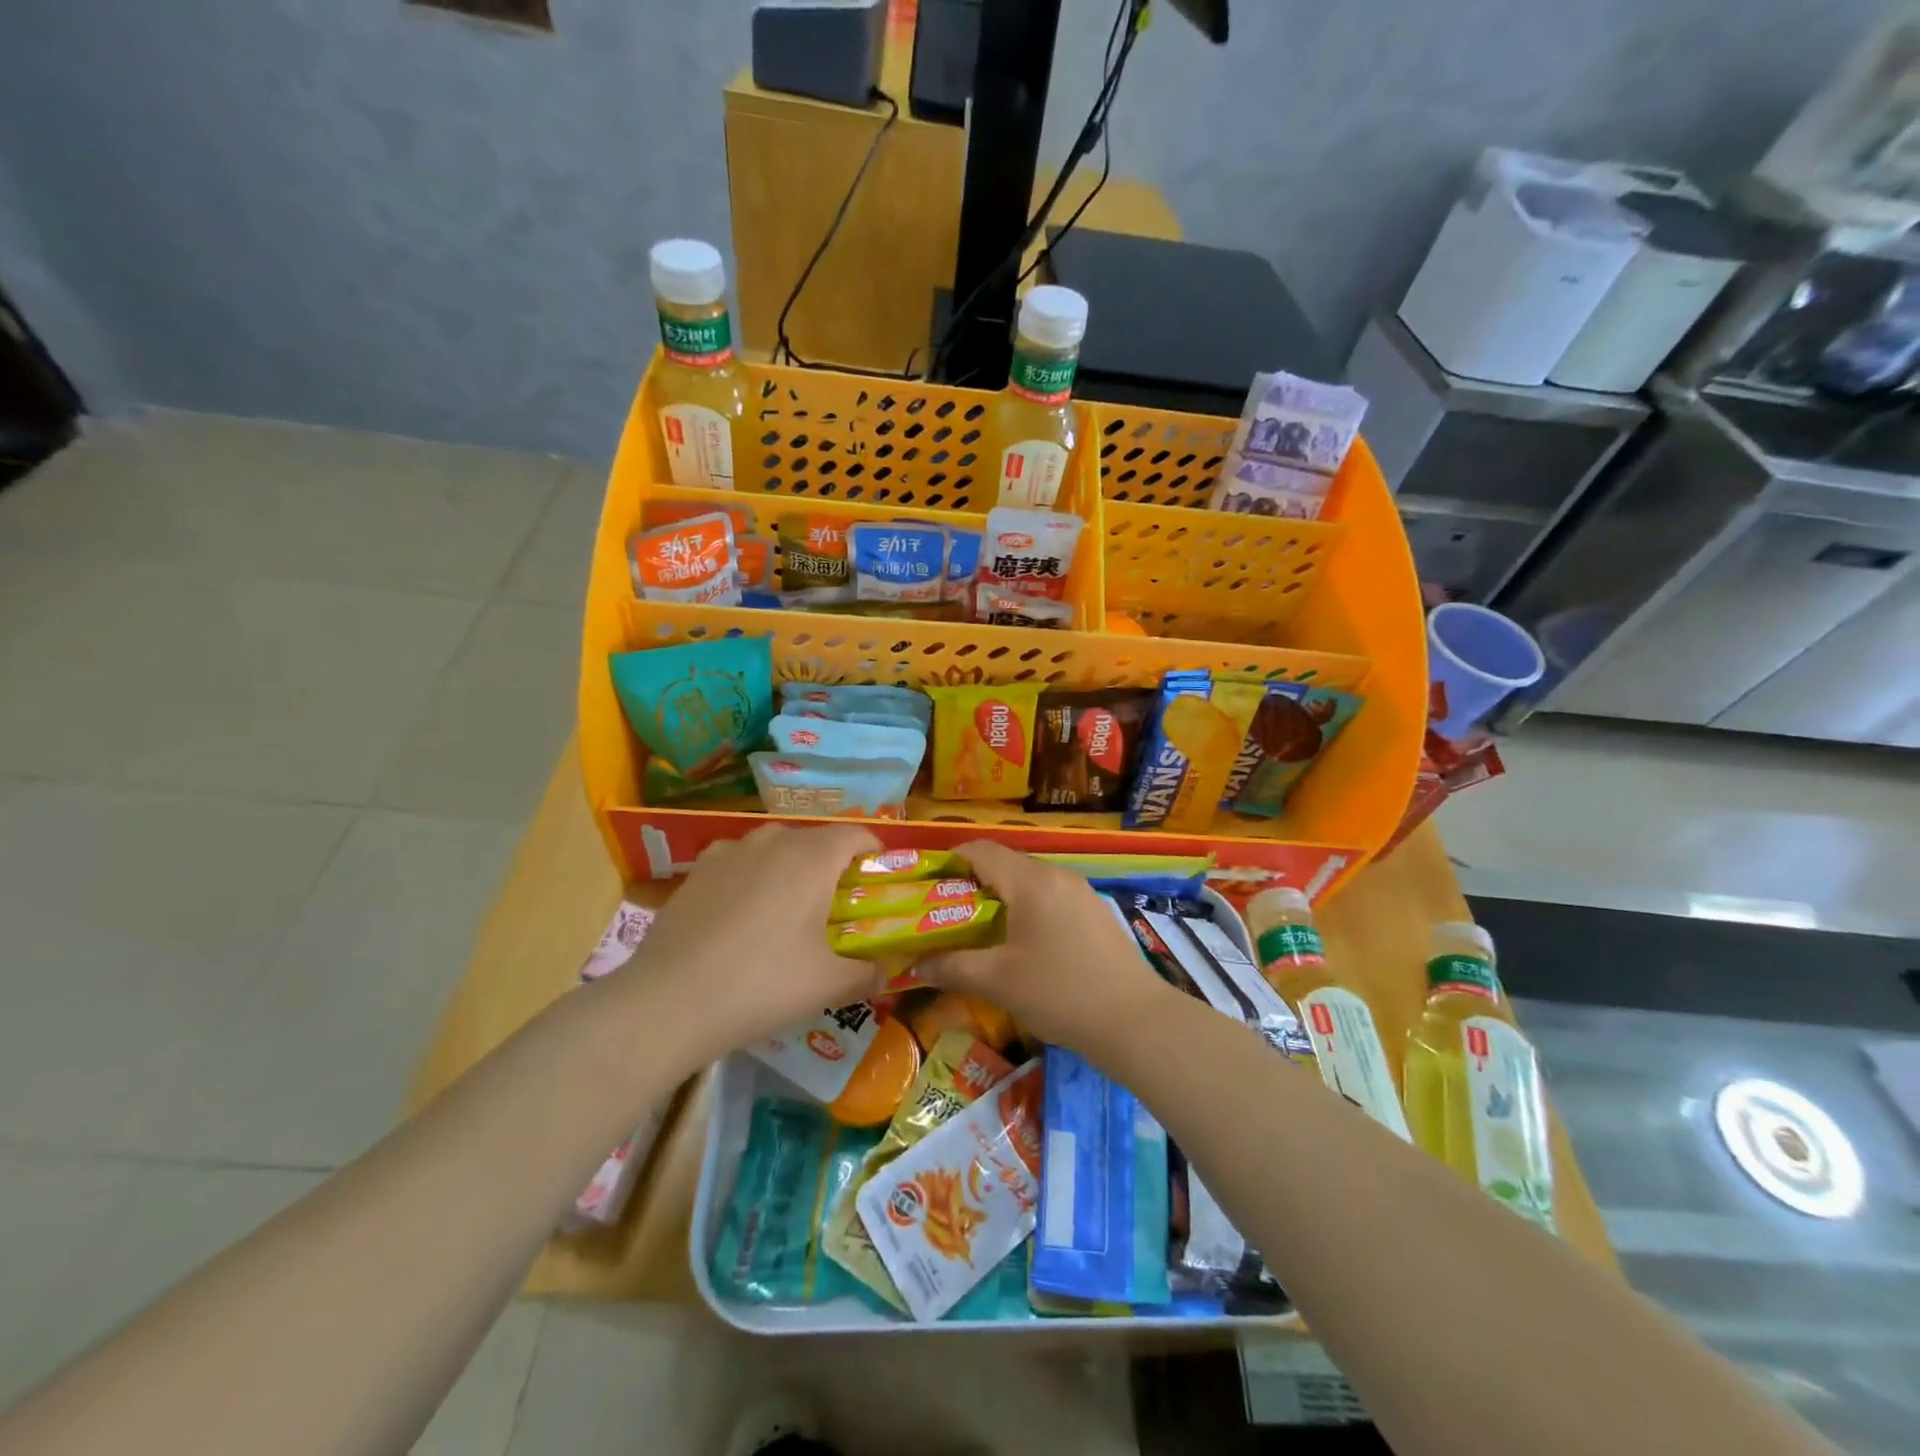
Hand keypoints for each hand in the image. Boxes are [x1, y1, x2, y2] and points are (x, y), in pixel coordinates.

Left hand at [620, 823, 888, 1060]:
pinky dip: (752, 875)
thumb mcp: (828, 984)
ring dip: (791, 866)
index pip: (856, 834)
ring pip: (774, 846)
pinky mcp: (696, 872)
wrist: (669, 1001)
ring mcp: (728, 852)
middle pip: (816, 839)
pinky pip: (738, 861)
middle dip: (834, 864)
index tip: (882, 881)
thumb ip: (867, 973)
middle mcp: (772, 841)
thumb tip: (887, 971)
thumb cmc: (762, 983)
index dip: (876, 852)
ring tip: (791, 907)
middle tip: (839, 905)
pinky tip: (744, 912)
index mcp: (812, 857)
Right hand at [919, 839, 1171, 1056]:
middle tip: (946, 913)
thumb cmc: (1059, 993)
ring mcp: (1081, 893)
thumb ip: (952, 967)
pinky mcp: (1095, 913)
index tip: (927, 884)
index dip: (950, 860)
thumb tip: (915, 964)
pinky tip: (1021, 944)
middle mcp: (1057, 876)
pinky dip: (1027, 909)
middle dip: (972, 883)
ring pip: (1029, 882)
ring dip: (1001, 898)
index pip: (981, 851)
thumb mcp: (997, 982)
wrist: (1135, 1021)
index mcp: (1031, 881)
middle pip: (1005, 864)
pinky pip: (1050, 898)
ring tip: (979, 930)